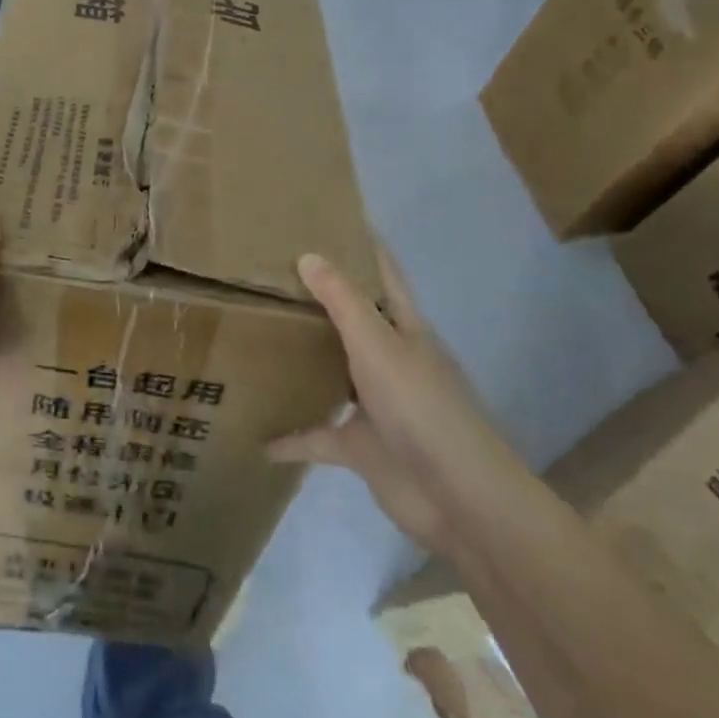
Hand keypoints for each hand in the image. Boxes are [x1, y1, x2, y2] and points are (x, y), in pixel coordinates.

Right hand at [267, 242, 530, 554]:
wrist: (459, 499)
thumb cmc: (421, 409)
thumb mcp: (378, 346)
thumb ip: (343, 302)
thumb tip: (309, 255)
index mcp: (404, 329)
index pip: (384, 274)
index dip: (363, 245)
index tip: (329, 218)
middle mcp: (390, 360)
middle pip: (354, 320)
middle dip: (319, 299)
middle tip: (271, 273)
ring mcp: (377, 405)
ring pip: (333, 373)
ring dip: (304, 362)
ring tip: (260, 339)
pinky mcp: (363, 446)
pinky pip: (318, 436)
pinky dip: (292, 437)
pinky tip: (259, 436)